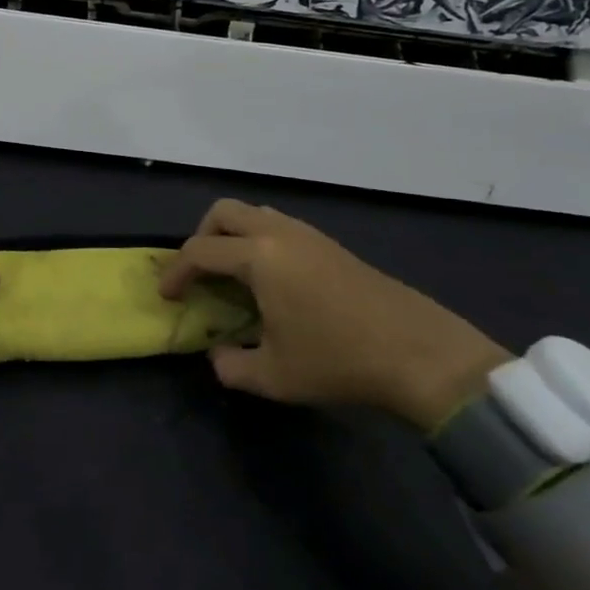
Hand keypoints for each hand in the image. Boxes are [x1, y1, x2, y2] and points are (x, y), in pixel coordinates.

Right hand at [159, 200, 508, 430]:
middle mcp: (279, 233)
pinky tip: (273, 282)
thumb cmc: (339, 362)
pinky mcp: (331, 245)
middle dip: (202, 237)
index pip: (200, 251)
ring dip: (233, 236)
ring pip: (255, 214)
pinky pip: (280, 227)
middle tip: (200, 274)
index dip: (176, 273)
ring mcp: (309, 235)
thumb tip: (218, 355)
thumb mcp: (274, 377)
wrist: (422, 355)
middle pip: (224, 212)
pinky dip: (260, 242)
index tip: (167, 296)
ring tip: (234, 276)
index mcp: (258, 257)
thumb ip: (231, 366)